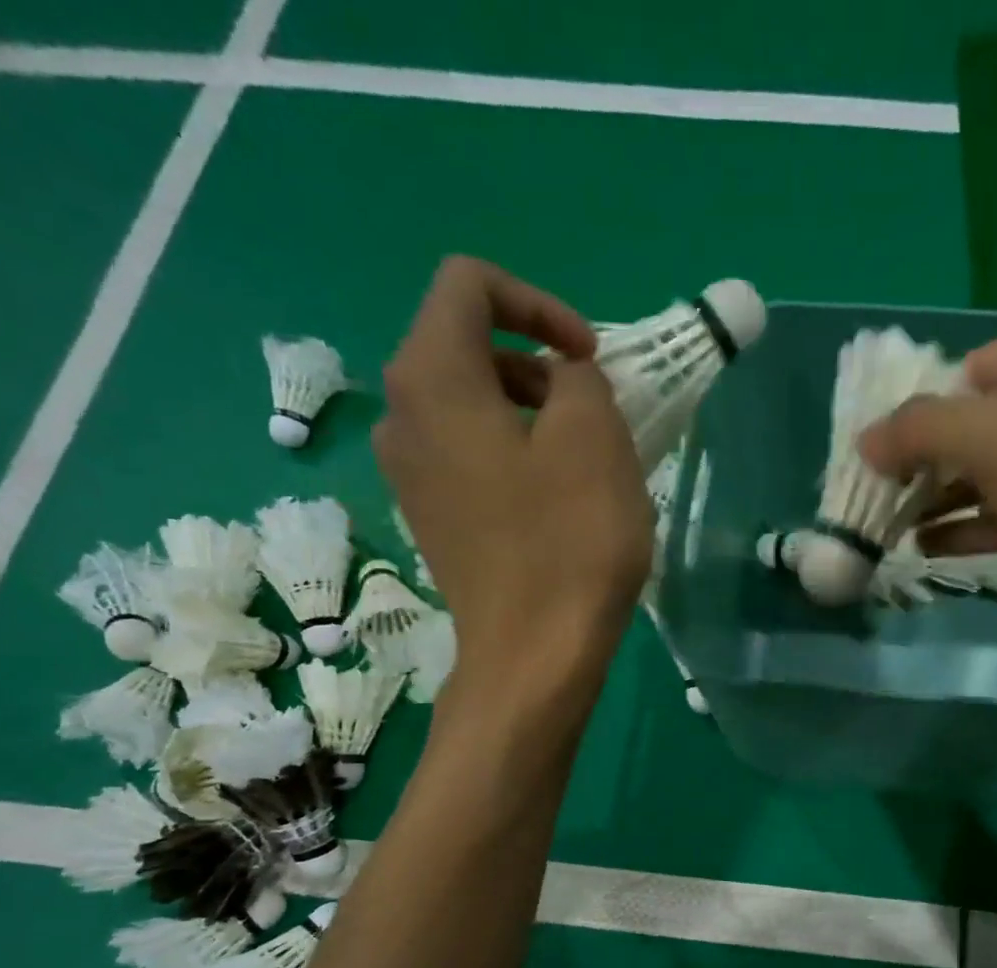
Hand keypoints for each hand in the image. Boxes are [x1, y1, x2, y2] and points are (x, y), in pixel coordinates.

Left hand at [374, 258, 650, 704]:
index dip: (538, 303)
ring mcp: (408, 472)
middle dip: (536, 362)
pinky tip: (553, 498)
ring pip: (468, 404)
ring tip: (582, 457)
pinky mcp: (430, 516)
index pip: (469, 284)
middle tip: (594, 411)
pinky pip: (467, 454)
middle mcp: (400, 415)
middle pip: (464, 345)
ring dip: (528, 410)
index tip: (589, 358)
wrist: (533, 654)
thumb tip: (560, 381)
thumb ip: (577, 378)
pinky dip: (511, 451)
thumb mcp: (595, 437)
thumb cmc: (568, 541)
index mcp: (431, 378)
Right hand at [860, 305, 996, 672]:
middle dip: (930, 463)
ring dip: (946, 500)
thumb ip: (922, 430)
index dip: (922, 414)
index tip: (877, 463)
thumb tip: (866, 440)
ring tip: (891, 532)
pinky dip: (977, 527)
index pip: (975, 368)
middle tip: (879, 501)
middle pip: (986, 421)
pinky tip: (931, 550)